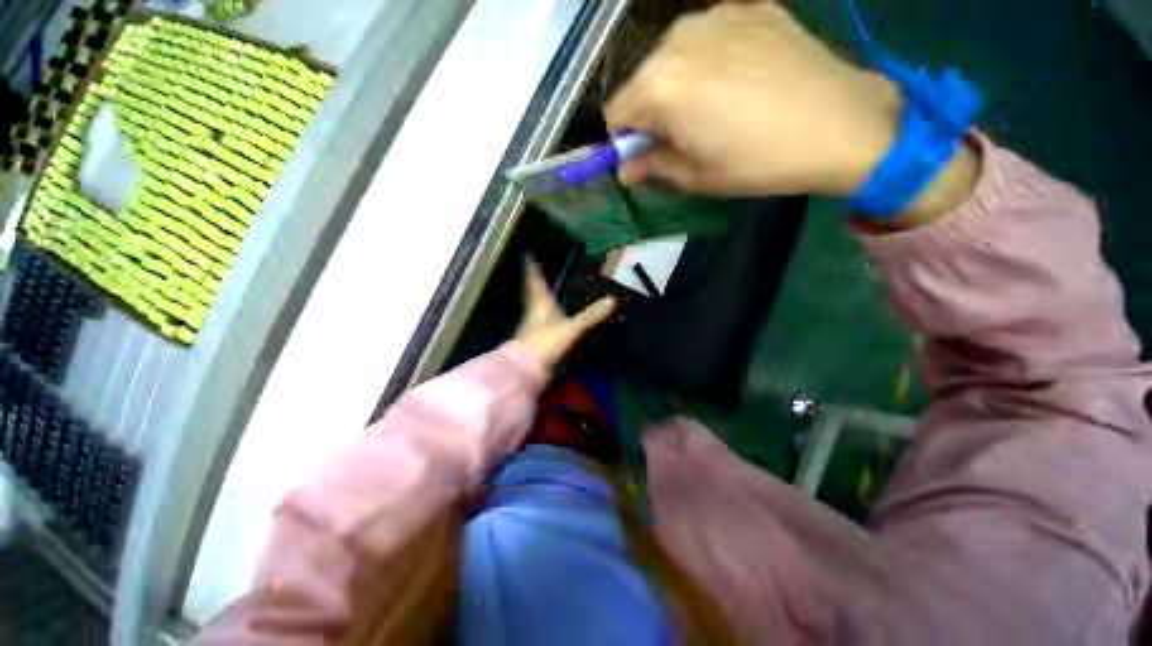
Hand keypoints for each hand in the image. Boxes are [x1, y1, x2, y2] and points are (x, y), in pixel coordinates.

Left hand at [514, 262, 615, 372]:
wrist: (526, 369)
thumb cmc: (545, 342)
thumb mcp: (572, 327)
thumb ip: (591, 316)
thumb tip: (612, 300)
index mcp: (540, 305)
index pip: (535, 283)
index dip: (533, 271)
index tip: (528, 259)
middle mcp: (534, 314)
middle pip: (534, 296)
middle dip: (536, 286)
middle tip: (536, 276)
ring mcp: (534, 329)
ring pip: (538, 312)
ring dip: (542, 304)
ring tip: (548, 296)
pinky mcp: (538, 342)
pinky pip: (544, 327)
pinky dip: (549, 322)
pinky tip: (554, 324)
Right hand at [605, 2, 901, 197]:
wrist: (842, 125)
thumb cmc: (757, 161)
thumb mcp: (695, 176)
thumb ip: (651, 167)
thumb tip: (626, 168)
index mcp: (659, 85)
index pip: (615, 113)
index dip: (626, 141)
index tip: (648, 155)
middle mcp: (677, 39)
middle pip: (642, 82)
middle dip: (652, 112)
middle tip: (685, 136)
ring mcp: (716, 15)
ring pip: (673, 57)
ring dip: (680, 84)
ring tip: (716, 107)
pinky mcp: (751, 7)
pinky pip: (710, 38)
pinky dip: (711, 60)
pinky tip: (741, 79)